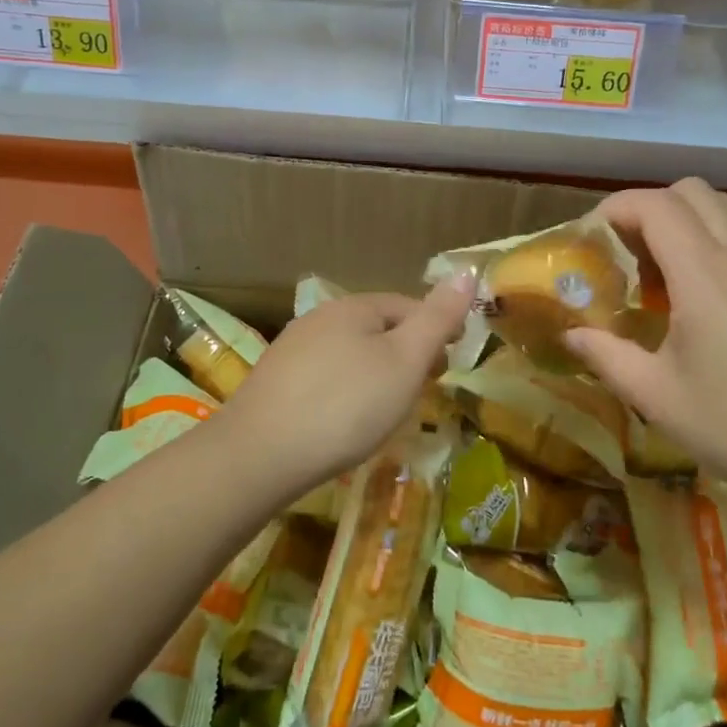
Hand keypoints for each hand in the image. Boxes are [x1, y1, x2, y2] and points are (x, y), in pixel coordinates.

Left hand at [221, 276, 474, 485]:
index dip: (436, 331)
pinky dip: (346, 391)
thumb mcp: (405, 361)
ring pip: (350, 353)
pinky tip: (345, 421)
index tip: (451, 364)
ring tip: (389, 409)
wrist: (259, 455)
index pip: (408, 306)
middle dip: (406, 353)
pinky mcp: (275, 382)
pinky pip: (325, 377)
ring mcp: (292, 349)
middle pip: (378, 329)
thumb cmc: (345, 405)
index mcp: (354, 307)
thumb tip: (466, 271)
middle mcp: (320, 318)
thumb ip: (437, 318)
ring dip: (376, 373)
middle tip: (425, 390)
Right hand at [564, 178, 726, 515]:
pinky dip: (715, 240)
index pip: (656, 204)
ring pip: (726, 207)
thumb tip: (572, 334)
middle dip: (649, 207)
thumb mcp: (657, 398)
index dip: (616, 208)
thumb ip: (606, 355)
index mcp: (706, 275)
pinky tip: (705, 296)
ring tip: (663, 270)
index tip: (592, 239)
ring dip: (685, 220)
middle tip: (626, 252)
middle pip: (692, 191)